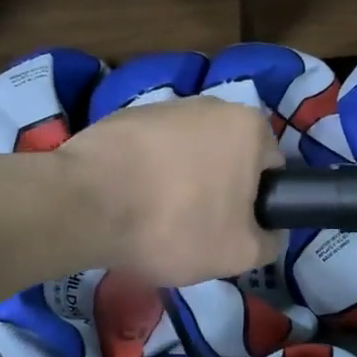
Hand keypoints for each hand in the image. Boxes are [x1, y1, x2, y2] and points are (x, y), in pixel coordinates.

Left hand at [58, 97, 282, 286]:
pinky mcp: (124, 117)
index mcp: (249, 127)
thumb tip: (270, 233)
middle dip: (218, 190)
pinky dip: (146, 174)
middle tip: (195, 229)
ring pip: (188, 154)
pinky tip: (129, 203)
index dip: (256, 204)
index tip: (232, 230)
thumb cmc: (176, 225)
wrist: (85, 204)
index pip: (271, 169)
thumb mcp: (240, 253)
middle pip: (229, 158)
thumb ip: (270, 242)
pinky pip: (150, 151)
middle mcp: (212, 104)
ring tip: (156, 219)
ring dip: (181, 181)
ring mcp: (163, 106)